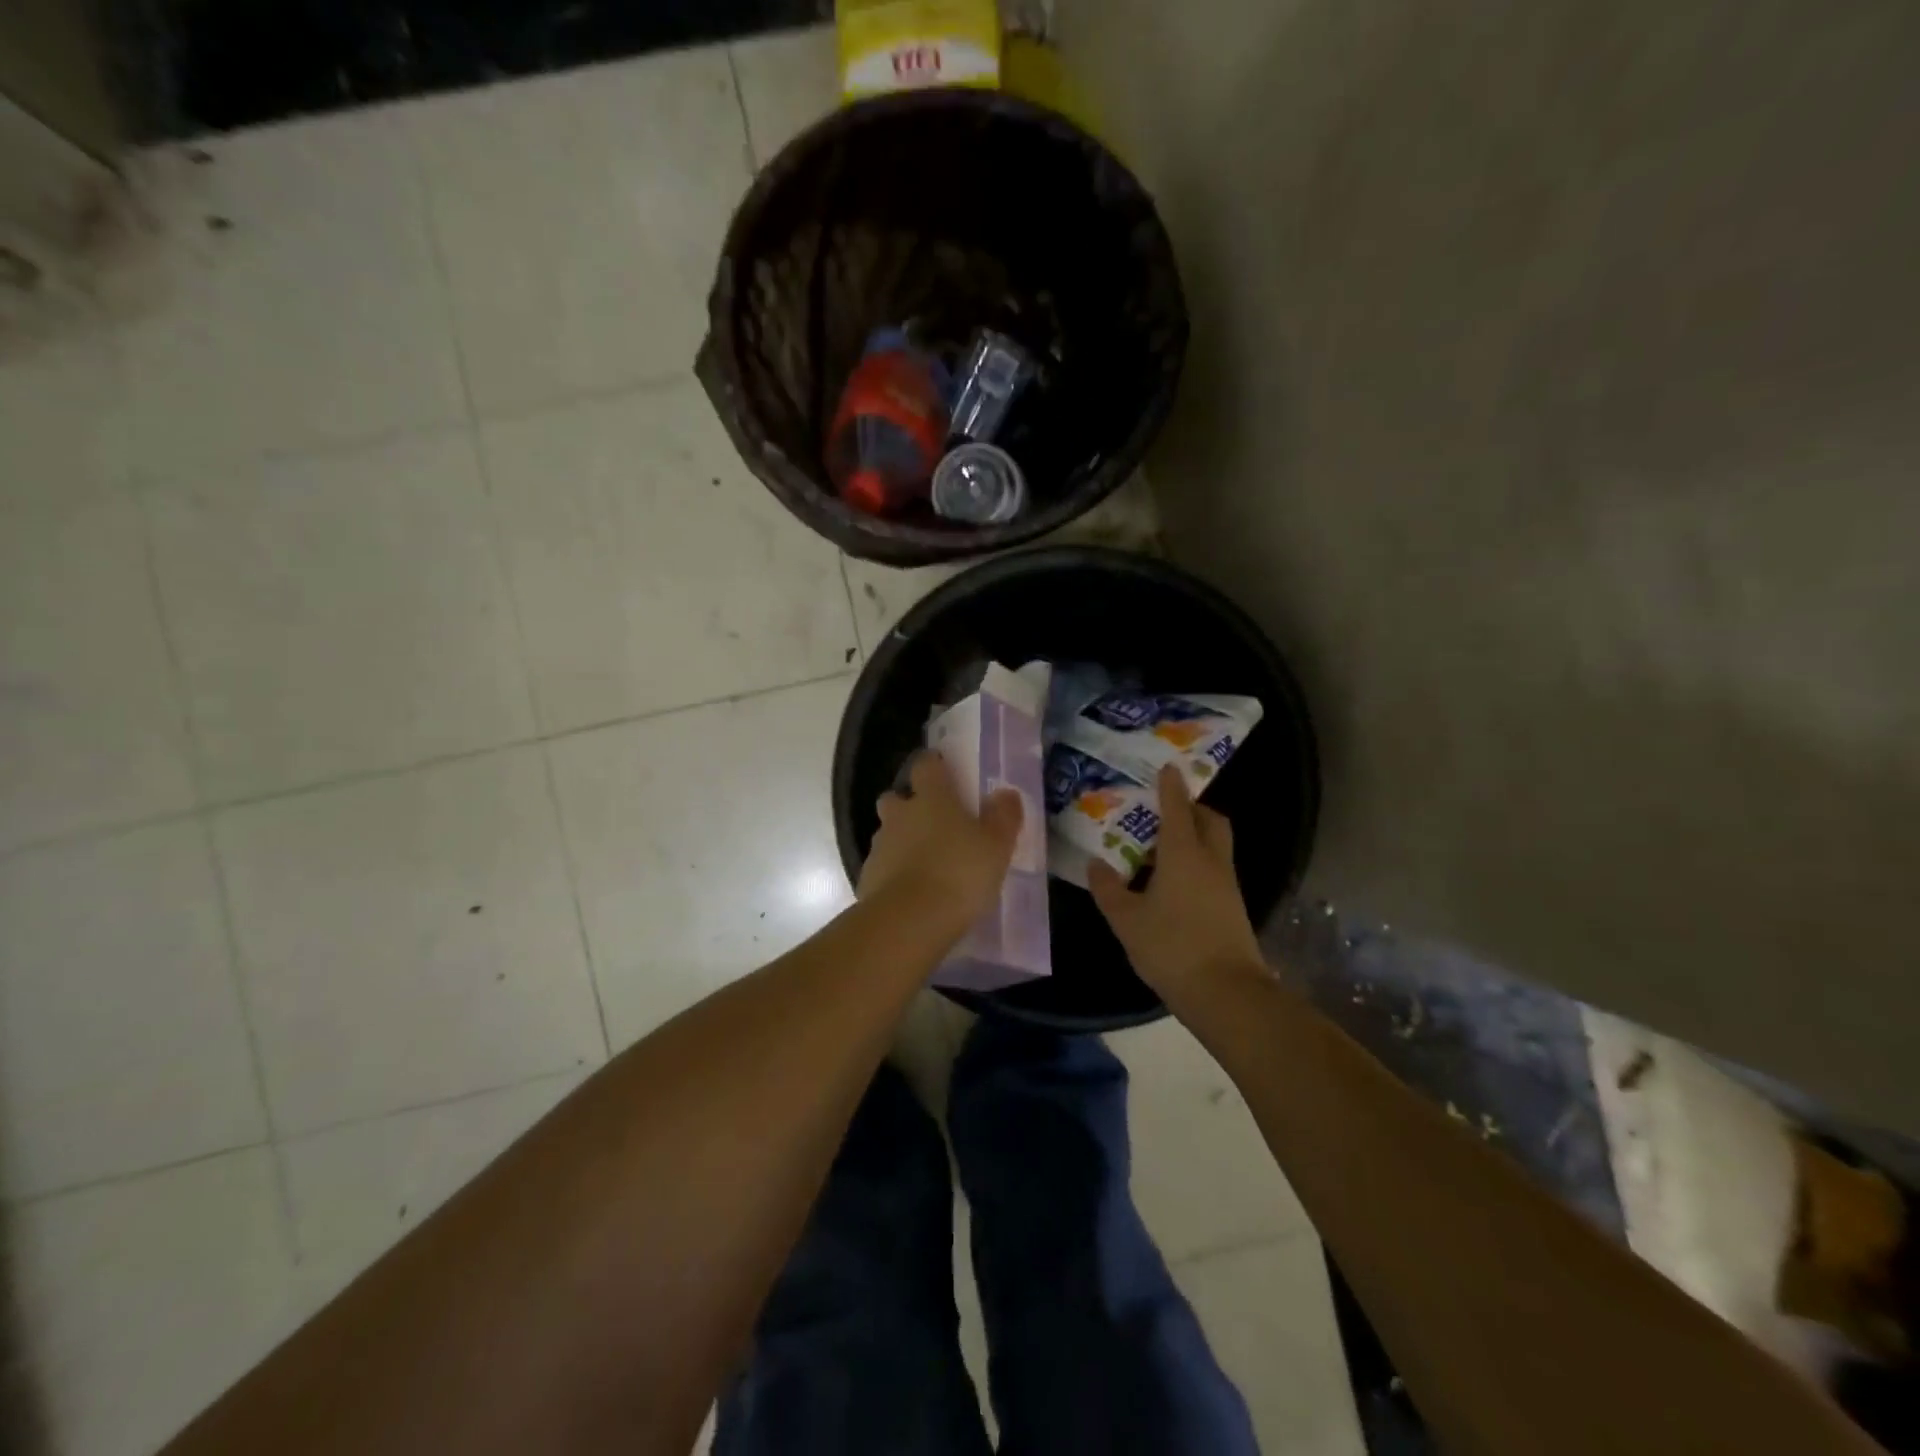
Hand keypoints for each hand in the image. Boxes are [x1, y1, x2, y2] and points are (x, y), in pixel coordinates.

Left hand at [859, 753, 1023, 933]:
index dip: (934, 766)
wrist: (909, 922)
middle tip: (934, 824)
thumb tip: (1005, 793)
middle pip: (896, 798)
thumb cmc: (959, 873)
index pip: (926, 765)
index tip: (945, 773)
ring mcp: (880, 846)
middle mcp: (900, 815)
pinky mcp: (868, 878)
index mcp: (932, 798)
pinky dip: (894, 873)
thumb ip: (1003, 816)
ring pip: (888, 833)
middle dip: (909, 805)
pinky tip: (913, 892)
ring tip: (927, 864)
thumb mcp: (997, 846)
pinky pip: (882, 866)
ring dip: (902, 841)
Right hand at [1088, 765, 1263, 997]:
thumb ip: (1108, 888)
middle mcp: (1210, 860)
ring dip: (1194, 836)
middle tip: (1164, 810)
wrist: (1227, 993)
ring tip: (1160, 847)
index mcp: (1183, 854)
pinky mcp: (1233, 907)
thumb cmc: (1172, 947)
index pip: (1177, 808)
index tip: (1166, 767)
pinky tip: (1172, 882)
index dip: (1170, 786)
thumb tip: (1096, 863)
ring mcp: (1227, 884)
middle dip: (1191, 808)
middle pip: (1209, 820)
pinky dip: (1197, 862)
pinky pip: (1215, 868)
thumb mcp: (1127, 919)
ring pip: (1215, 845)